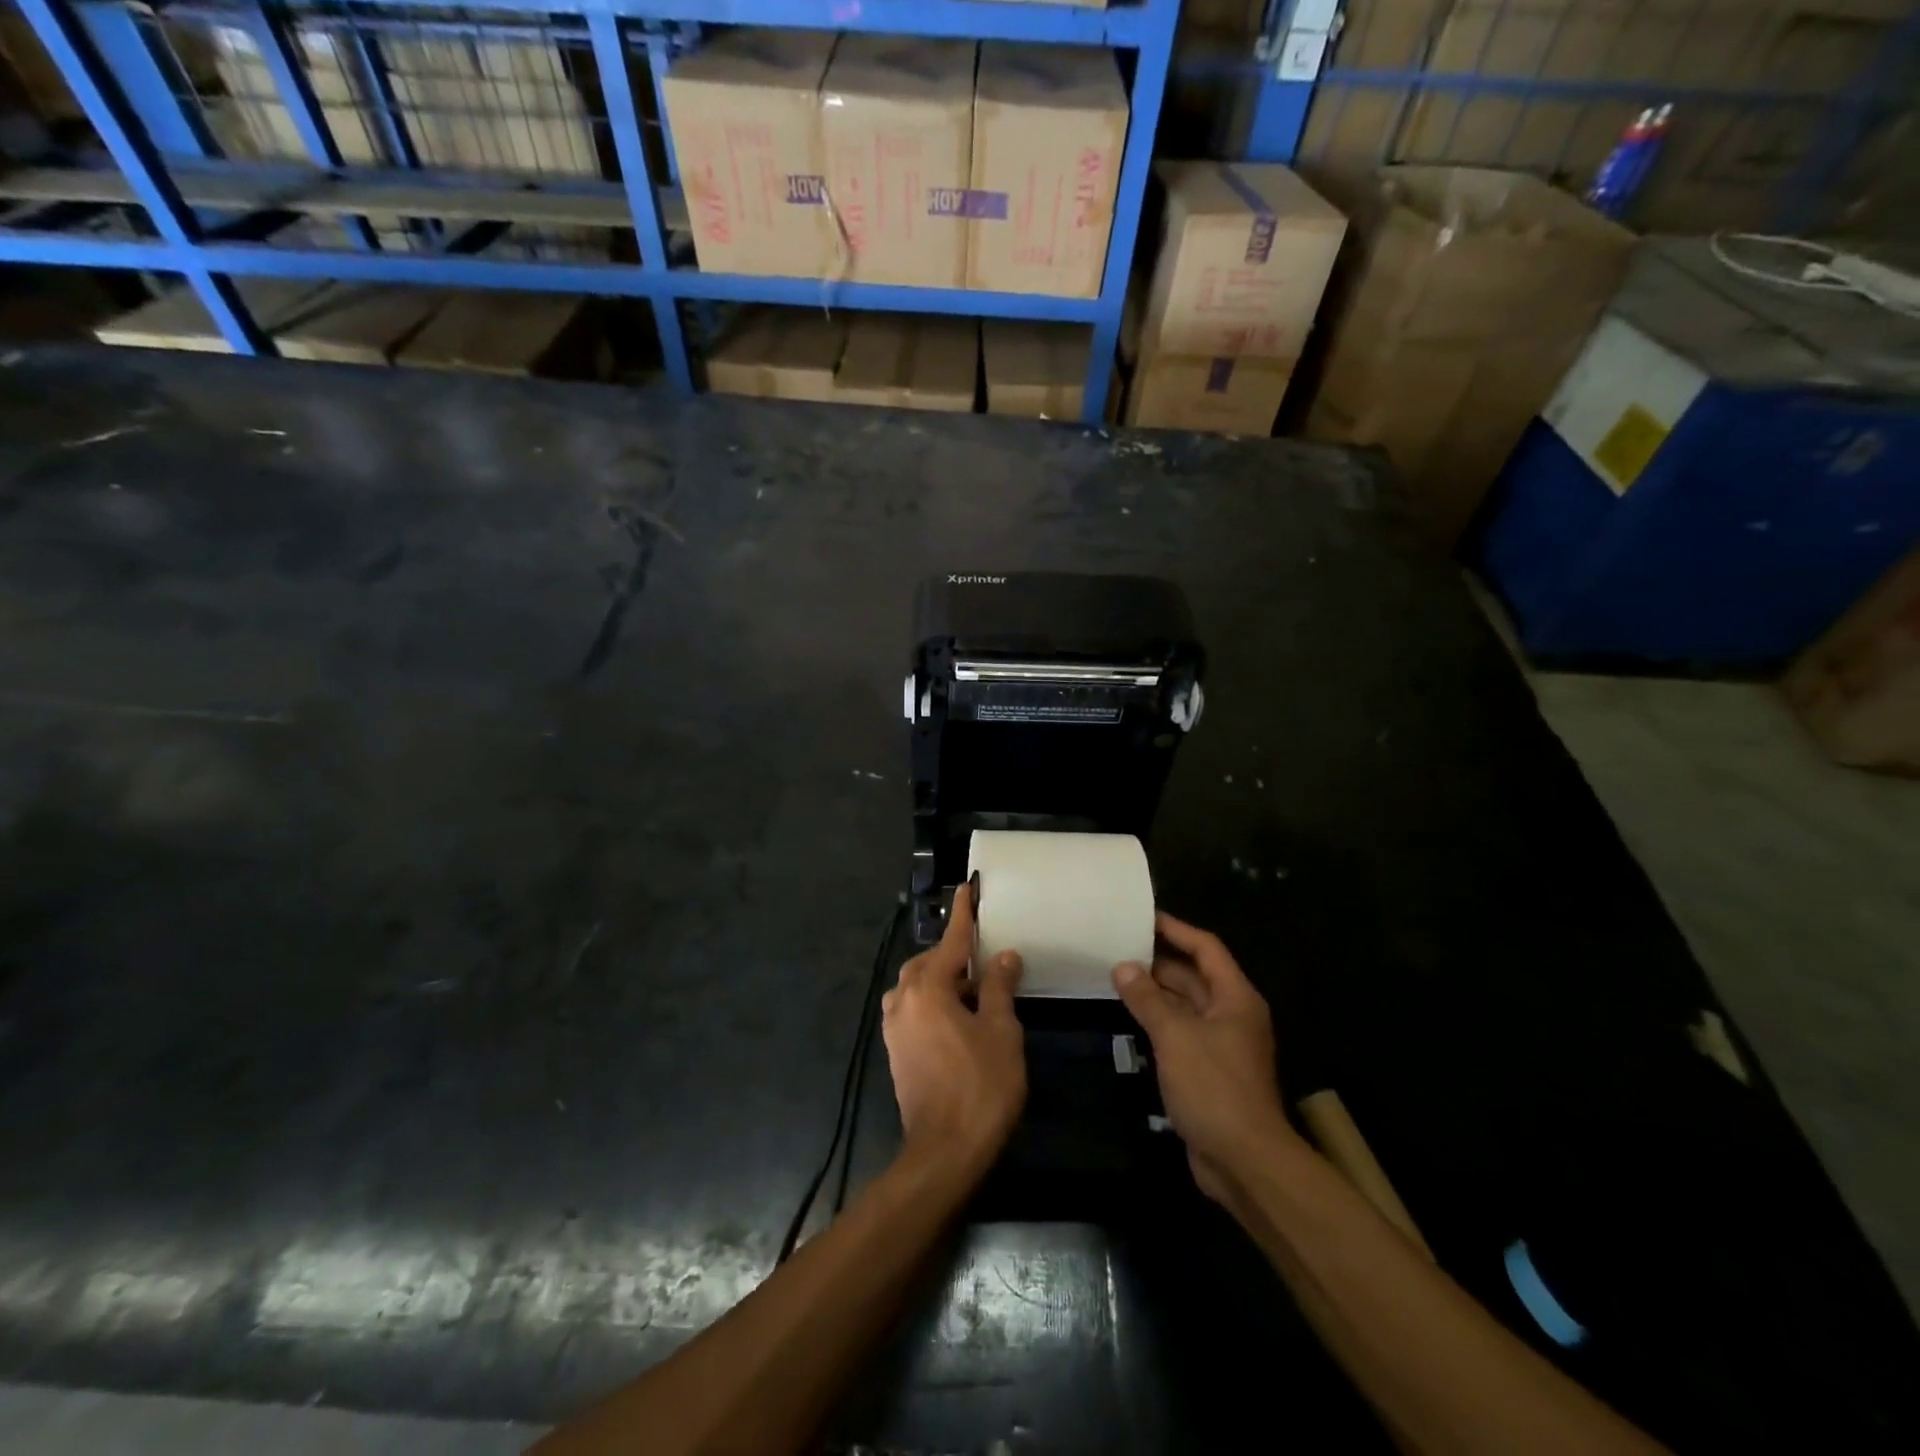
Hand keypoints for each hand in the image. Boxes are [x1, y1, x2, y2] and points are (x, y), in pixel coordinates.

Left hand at [881, 882, 1025, 1174]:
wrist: (944, 1151)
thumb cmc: (980, 1086)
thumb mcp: (1000, 1031)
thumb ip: (998, 987)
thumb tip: (1003, 956)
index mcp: (929, 988)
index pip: (950, 940)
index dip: (963, 914)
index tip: (968, 887)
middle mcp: (904, 1000)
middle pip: (928, 962)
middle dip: (953, 954)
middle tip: (983, 957)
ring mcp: (895, 1027)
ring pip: (917, 986)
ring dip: (941, 979)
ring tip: (972, 989)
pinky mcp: (895, 1050)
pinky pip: (912, 1008)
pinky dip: (932, 1001)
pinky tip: (956, 1017)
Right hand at [1113, 912, 1300, 1204]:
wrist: (1245, 1161)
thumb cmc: (1214, 1087)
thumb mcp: (1175, 1036)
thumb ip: (1147, 999)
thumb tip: (1123, 966)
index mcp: (1235, 998)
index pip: (1206, 949)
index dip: (1177, 930)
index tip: (1144, 917)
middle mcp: (1232, 1015)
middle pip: (1194, 977)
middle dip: (1159, 962)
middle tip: (1119, 948)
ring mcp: (1222, 1045)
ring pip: (1186, 1007)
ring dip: (1156, 994)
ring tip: (1116, 977)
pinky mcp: (1209, 1071)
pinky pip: (1181, 1034)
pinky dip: (1158, 1022)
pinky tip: (1130, 1019)